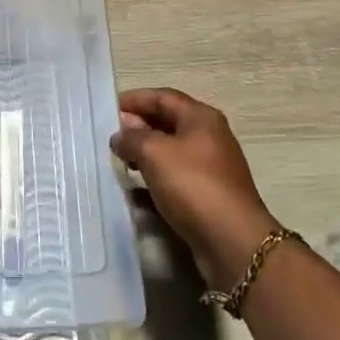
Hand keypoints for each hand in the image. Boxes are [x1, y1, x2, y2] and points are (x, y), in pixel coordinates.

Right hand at [113, 89, 280, 288]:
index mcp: (201, 118)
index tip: (107, 108)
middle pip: (167, 123)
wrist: (232, 243)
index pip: (162, 97)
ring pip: (169, 154)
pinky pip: (173, 182)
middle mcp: (208, 138)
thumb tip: (120, 135)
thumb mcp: (155, 153)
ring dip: (143, 156)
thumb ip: (132, 138)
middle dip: (137, 128)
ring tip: (118, 163)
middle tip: (109, 137)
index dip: (135, 99)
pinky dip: (152, 184)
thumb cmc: (193, 186)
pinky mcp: (206, 197)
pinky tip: (133, 195)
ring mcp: (209, 169)